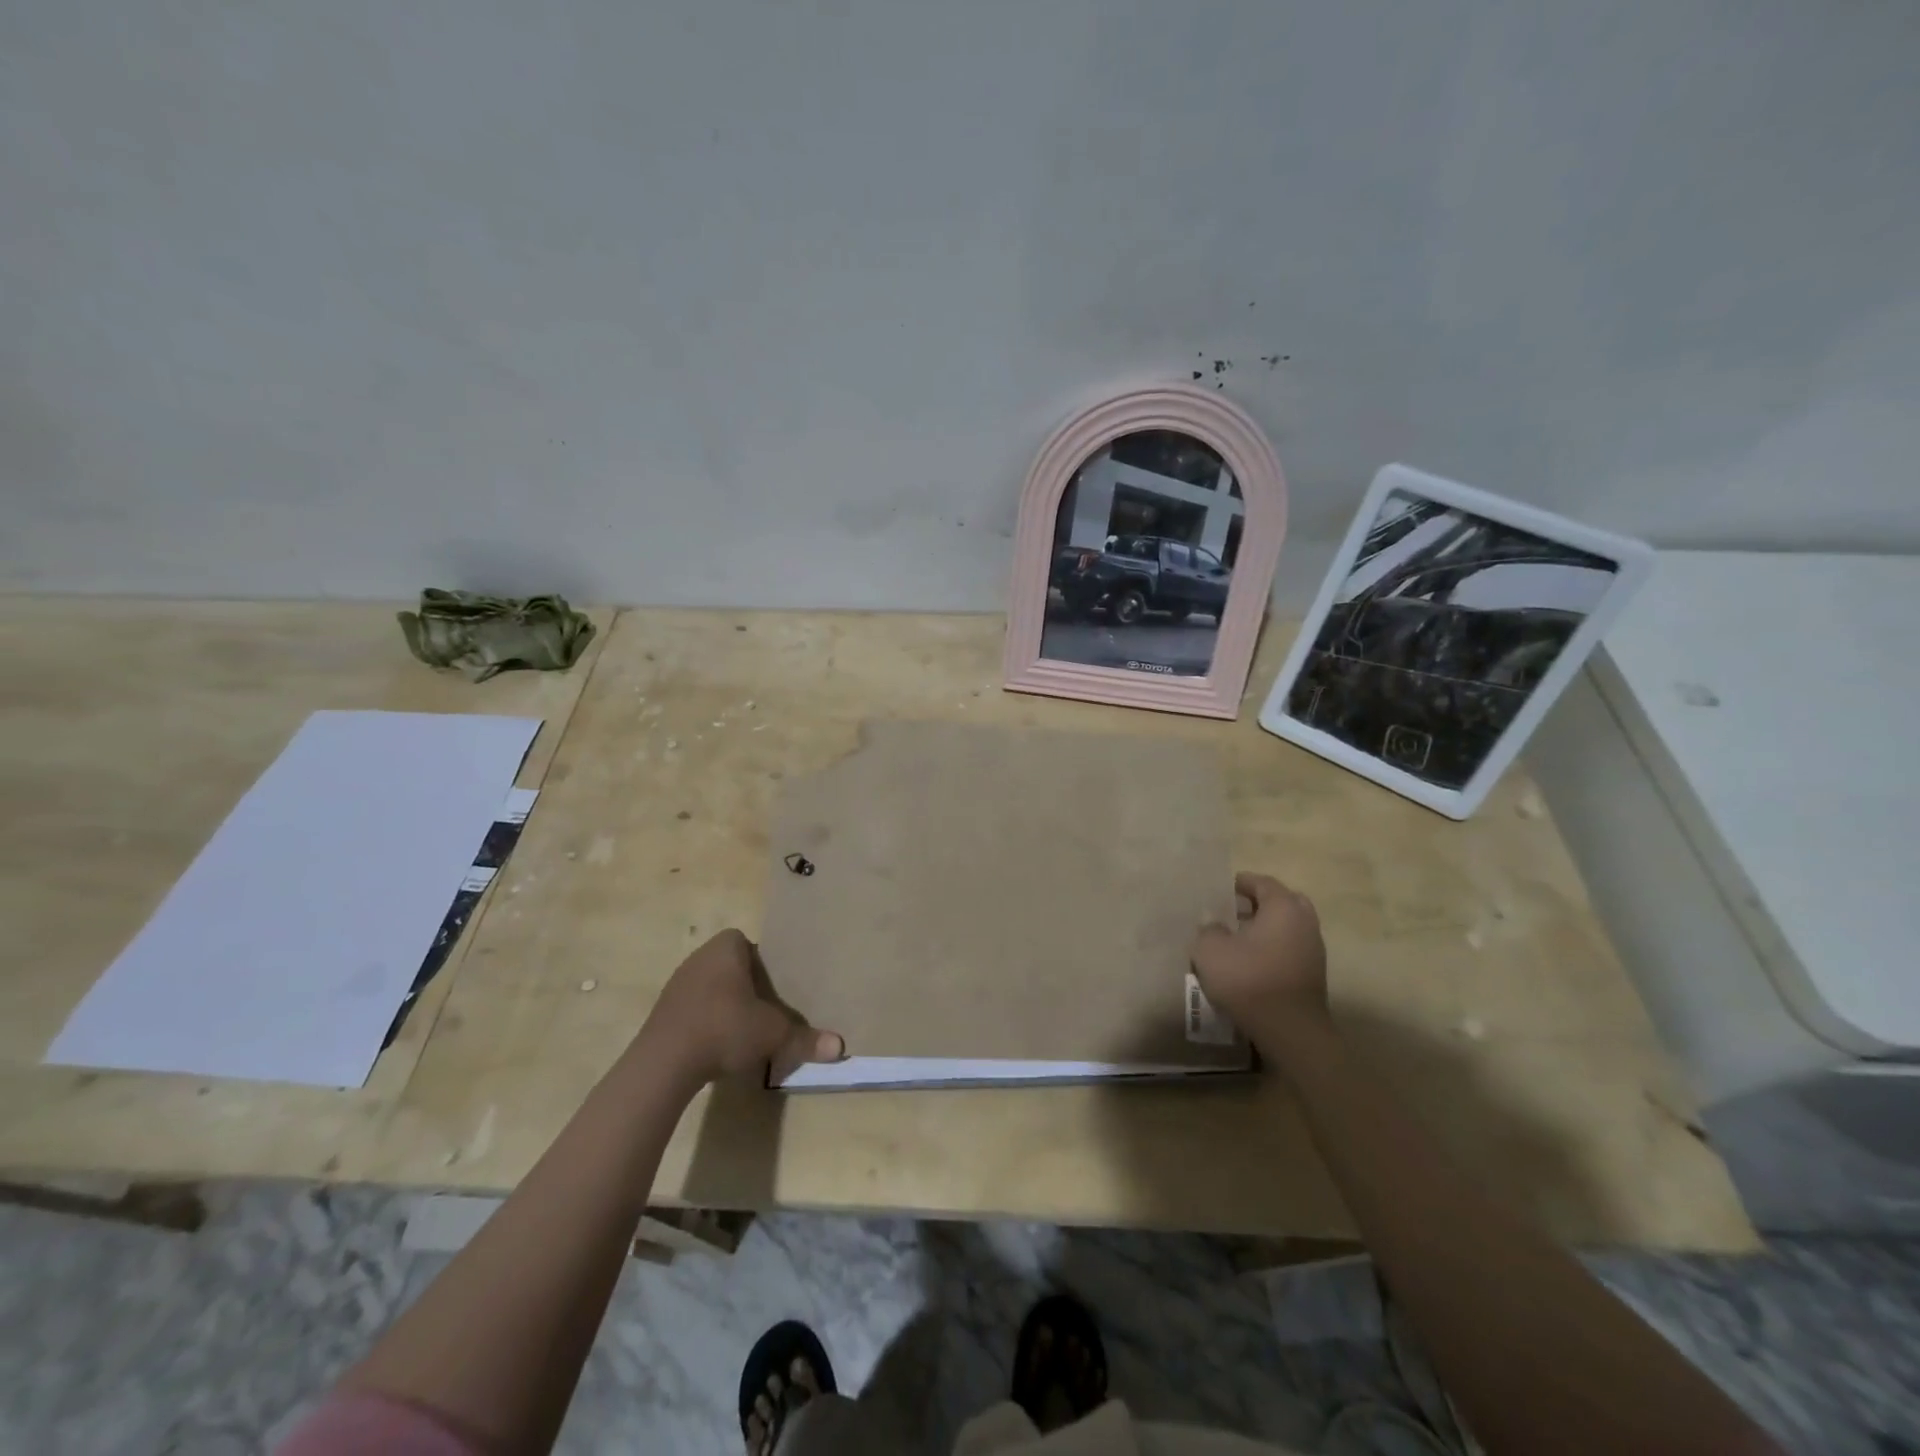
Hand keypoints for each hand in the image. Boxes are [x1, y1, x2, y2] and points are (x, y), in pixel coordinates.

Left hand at [644, 929, 845, 1086]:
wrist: (664, 1063)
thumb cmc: (725, 1028)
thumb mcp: (773, 1034)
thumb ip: (805, 1038)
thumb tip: (840, 1048)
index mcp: (726, 948)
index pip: (747, 943)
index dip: (763, 962)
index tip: (775, 987)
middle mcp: (699, 957)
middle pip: (730, 965)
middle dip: (746, 985)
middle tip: (765, 1008)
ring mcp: (677, 984)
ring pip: (710, 987)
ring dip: (725, 1004)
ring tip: (743, 1029)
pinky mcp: (662, 1012)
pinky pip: (693, 1008)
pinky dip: (706, 1022)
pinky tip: (716, 1045)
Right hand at [1190, 872, 1329, 1044]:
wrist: (1289, 1031)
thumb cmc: (1249, 979)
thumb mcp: (1210, 950)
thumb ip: (1208, 929)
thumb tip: (1213, 922)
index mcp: (1283, 907)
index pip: (1263, 883)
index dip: (1241, 882)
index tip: (1222, 889)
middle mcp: (1304, 922)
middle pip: (1283, 902)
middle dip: (1259, 903)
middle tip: (1234, 912)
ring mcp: (1314, 950)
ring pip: (1289, 927)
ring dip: (1267, 928)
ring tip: (1239, 939)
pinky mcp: (1314, 975)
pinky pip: (1292, 948)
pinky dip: (1274, 948)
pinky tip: (1252, 962)